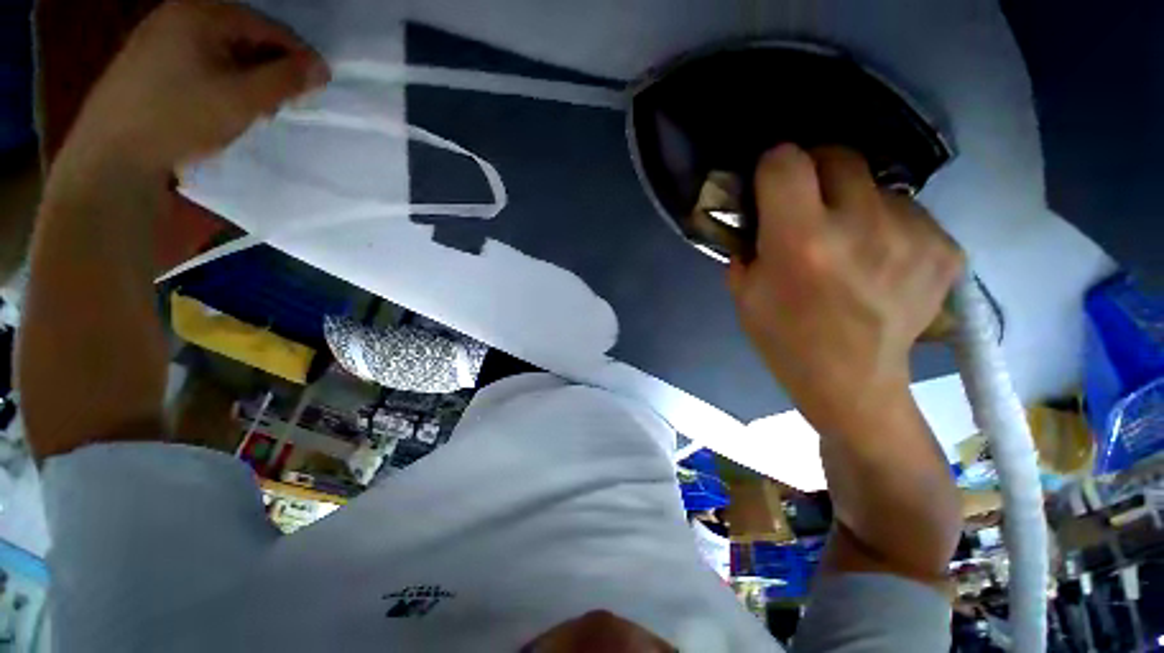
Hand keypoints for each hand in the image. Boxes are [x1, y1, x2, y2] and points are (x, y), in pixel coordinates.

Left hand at [60, 0, 328, 176]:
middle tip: (281, 103)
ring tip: (253, 109)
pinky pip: (199, 61)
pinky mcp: (147, 61)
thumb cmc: (180, 118)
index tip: (316, 88)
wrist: (111, 154)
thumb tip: (321, 68)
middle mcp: (179, 13)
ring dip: (246, 77)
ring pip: (222, 50)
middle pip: (244, 36)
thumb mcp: (244, 99)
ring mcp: (158, 36)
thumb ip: (287, 79)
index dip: (298, 58)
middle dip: (270, 69)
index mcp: (202, 12)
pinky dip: (220, 80)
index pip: (269, 27)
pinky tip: (221, 105)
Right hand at [728, 145, 962, 431]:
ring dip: (855, 202)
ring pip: (877, 184)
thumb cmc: (786, 341)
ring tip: (848, 243)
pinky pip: (908, 213)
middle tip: (807, 204)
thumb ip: (747, 243)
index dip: (773, 166)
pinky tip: (879, 261)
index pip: (787, 161)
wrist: (853, 385)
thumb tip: (759, 210)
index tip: (770, 184)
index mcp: (801, 243)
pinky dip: (888, 227)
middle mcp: (862, 228)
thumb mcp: (744, 293)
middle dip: (815, 170)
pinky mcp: (946, 250)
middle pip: (840, 154)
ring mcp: (913, 236)